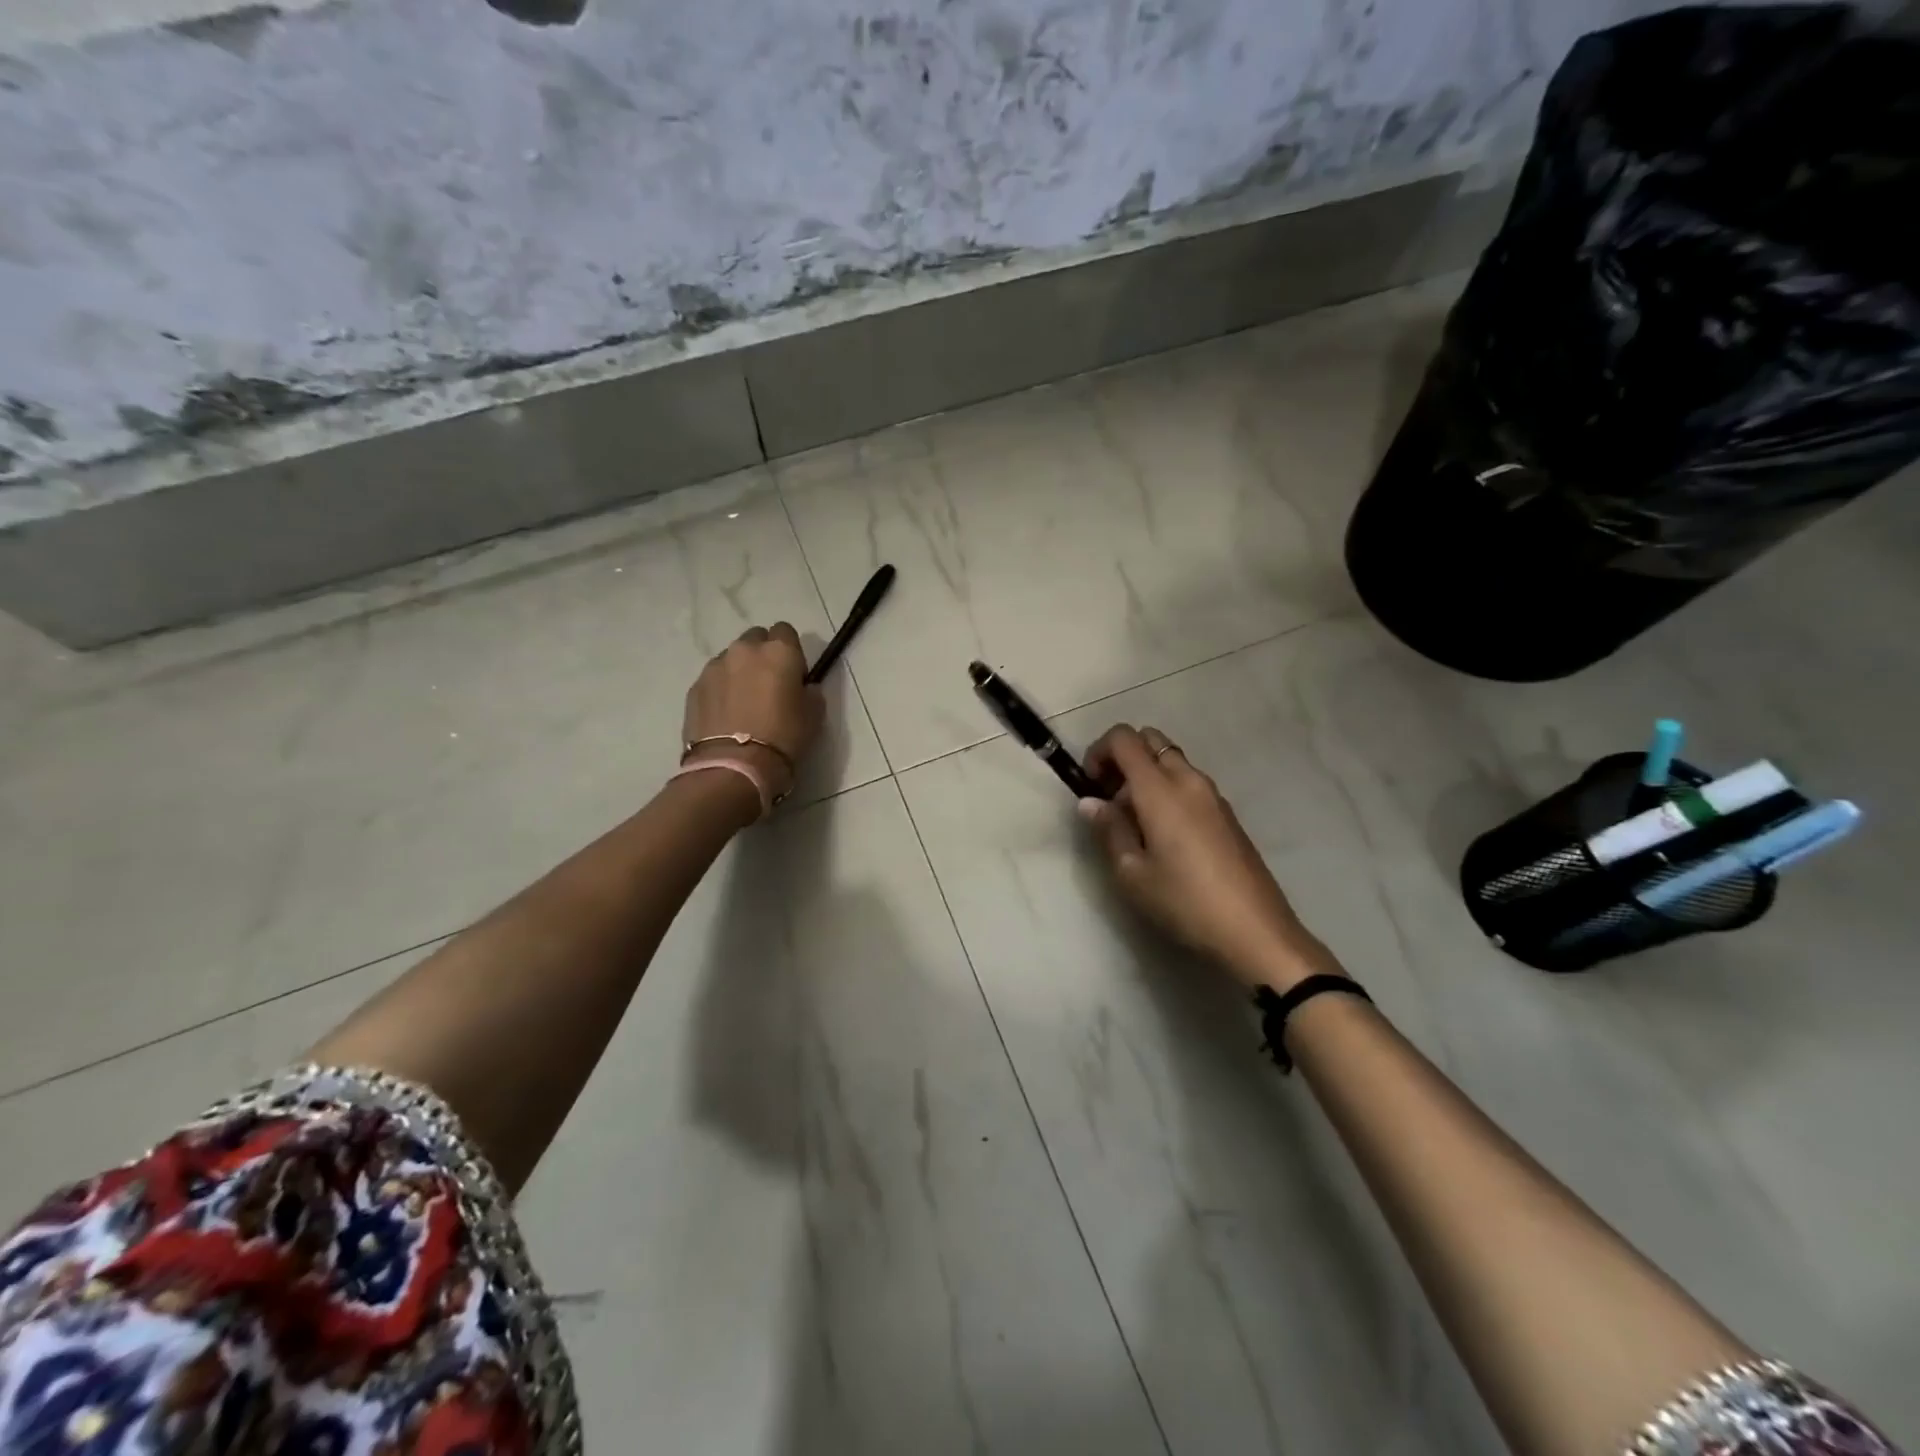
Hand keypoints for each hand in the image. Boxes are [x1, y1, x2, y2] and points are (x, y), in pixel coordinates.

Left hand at [682, 623, 824, 806]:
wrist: (733, 767)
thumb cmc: (783, 739)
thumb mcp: (815, 715)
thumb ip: (810, 691)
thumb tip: (803, 687)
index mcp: (779, 651)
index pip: (786, 631)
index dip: (791, 651)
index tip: (793, 675)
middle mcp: (744, 650)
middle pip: (755, 638)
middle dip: (762, 655)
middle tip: (768, 686)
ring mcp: (715, 667)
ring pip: (731, 658)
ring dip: (739, 671)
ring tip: (743, 703)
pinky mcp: (694, 687)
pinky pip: (713, 679)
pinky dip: (720, 690)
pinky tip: (726, 715)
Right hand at [1079, 725, 1342, 992]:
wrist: (1255, 931)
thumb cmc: (1185, 902)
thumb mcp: (1132, 873)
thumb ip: (1109, 830)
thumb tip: (1090, 802)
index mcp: (1160, 789)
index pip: (1124, 738)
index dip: (1099, 751)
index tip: (1090, 786)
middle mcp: (1188, 780)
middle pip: (1150, 740)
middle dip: (1123, 757)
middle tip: (1110, 798)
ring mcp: (1212, 795)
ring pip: (1172, 760)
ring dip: (1146, 775)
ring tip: (1134, 821)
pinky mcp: (1227, 813)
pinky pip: (1189, 782)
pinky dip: (1167, 789)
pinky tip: (1164, 834)